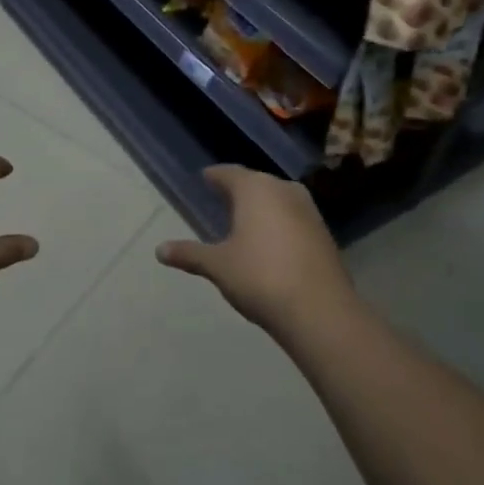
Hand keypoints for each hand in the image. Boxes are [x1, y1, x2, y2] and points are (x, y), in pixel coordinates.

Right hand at [156, 166, 353, 334]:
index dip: (215, 176)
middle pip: (256, 183)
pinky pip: (294, 217)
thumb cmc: (260, 277)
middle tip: (221, 198)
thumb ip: (190, 254)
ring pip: (278, 198)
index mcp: (255, 189)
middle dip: (239, 190)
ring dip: (262, 206)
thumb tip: (159, 250)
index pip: (229, 173)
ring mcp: (308, 210)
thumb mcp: (218, 266)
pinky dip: (279, 222)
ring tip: (245, 219)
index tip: (205, 179)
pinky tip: (271, 240)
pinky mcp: (324, 233)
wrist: (320, 310)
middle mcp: (283, 190)